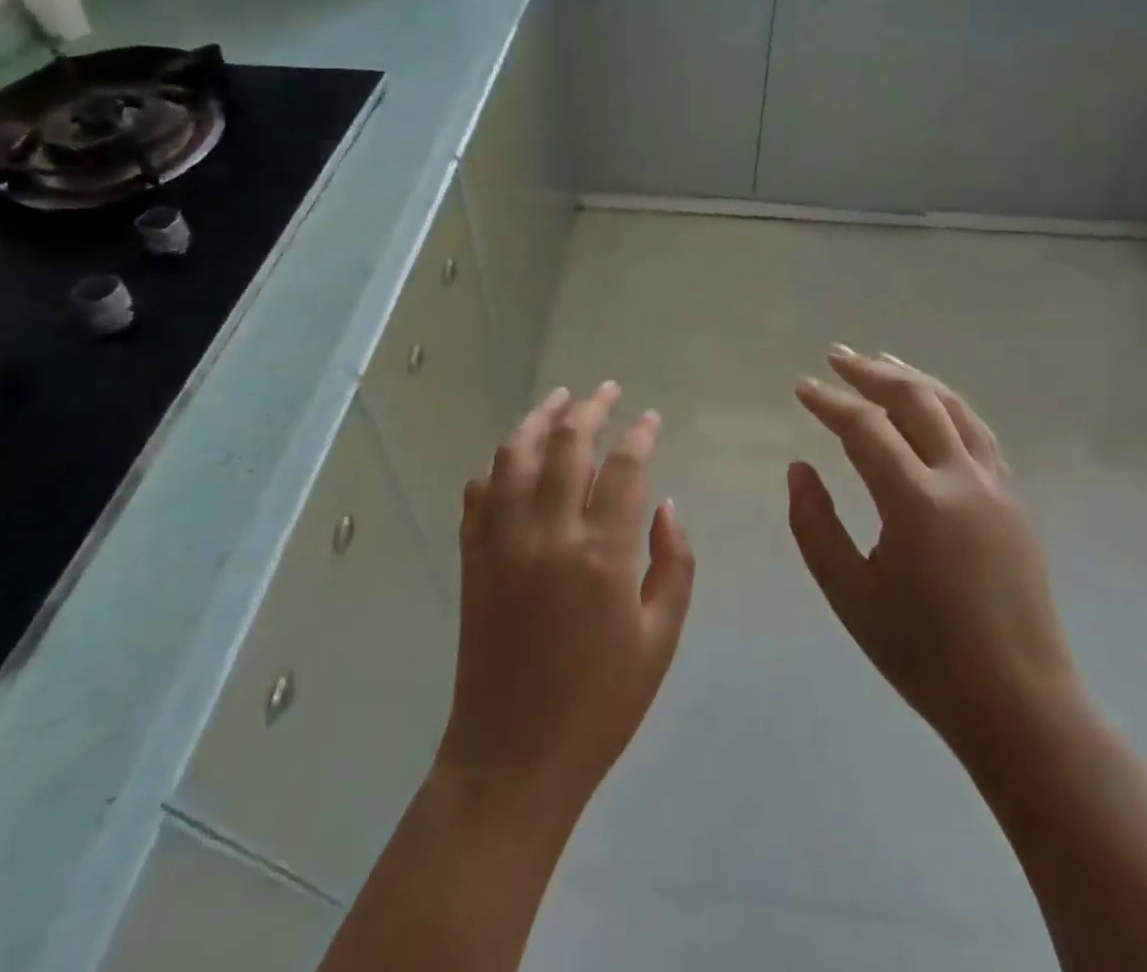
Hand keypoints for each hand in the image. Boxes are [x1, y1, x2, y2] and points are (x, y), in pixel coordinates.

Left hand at [434, 383, 694, 824]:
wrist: (513, 756)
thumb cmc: (600, 704)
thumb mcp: (660, 640)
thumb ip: (673, 564)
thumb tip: (666, 506)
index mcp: (602, 554)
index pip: (624, 467)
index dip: (640, 433)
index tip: (650, 418)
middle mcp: (548, 533)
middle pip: (567, 444)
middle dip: (590, 408)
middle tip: (607, 391)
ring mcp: (502, 541)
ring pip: (515, 455)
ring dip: (539, 419)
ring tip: (559, 400)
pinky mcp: (472, 557)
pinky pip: (479, 492)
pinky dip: (497, 464)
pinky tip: (513, 457)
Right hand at [788, 346, 1084, 772]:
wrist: (1019, 703)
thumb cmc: (923, 654)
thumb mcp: (850, 595)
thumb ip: (815, 525)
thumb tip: (799, 468)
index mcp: (916, 502)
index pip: (866, 428)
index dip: (830, 403)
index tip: (802, 387)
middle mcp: (960, 479)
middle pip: (914, 400)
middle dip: (871, 371)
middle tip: (837, 356)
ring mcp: (995, 486)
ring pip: (954, 408)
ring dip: (914, 378)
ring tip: (883, 360)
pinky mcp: (1014, 500)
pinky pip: (978, 433)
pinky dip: (948, 405)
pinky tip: (933, 405)